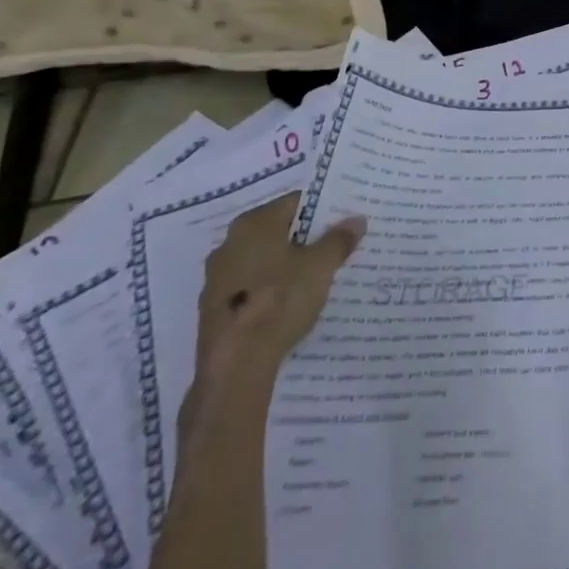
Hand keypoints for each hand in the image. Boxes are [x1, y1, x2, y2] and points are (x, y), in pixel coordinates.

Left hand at [193, 193, 365, 377]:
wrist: (234, 365)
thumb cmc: (279, 300)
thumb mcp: (321, 266)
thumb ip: (339, 239)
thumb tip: (356, 220)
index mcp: (253, 223)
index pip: (295, 202)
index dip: (322, 210)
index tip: (342, 222)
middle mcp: (229, 244)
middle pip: (277, 232)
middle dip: (304, 239)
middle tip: (333, 249)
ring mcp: (216, 279)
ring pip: (262, 261)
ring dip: (286, 266)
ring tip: (315, 279)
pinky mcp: (213, 310)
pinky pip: (250, 288)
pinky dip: (269, 290)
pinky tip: (289, 305)